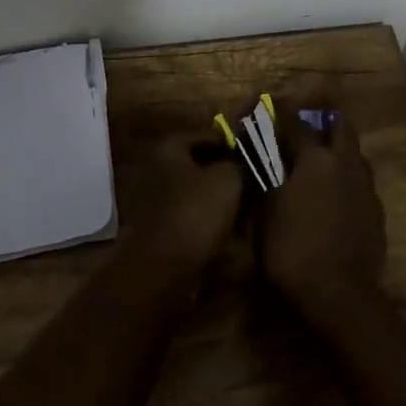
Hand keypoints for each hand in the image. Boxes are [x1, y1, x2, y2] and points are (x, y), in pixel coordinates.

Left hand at [121, 138, 243, 283]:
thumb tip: (240, 161)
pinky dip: (203, 221)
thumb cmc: (195, 211)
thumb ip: (237, 162)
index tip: (253, 160)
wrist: (162, 268)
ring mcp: (151, 198)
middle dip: (223, 175)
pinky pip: (186, 216)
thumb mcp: (228, 179)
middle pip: (198, 165)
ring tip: (241, 213)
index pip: (207, 136)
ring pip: (193, 192)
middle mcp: (154, 165)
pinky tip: (224, 233)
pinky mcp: (154, 228)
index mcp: (168, 145)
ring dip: (214, 201)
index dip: (233, 146)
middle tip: (249, 187)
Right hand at [261, 114, 385, 321]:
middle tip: (303, 138)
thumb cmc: (293, 249)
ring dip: (338, 152)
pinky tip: (335, 200)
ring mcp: (365, 186)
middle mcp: (344, 161)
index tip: (267, 115)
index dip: (279, 117)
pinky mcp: (377, 210)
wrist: (341, 296)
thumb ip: (263, 177)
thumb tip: (257, 155)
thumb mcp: (265, 212)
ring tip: (319, 169)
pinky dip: (347, 181)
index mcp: (315, 157)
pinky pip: (361, 182)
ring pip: (354, 153)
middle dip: (322, 125)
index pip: (295, 123)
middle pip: (339, 126)